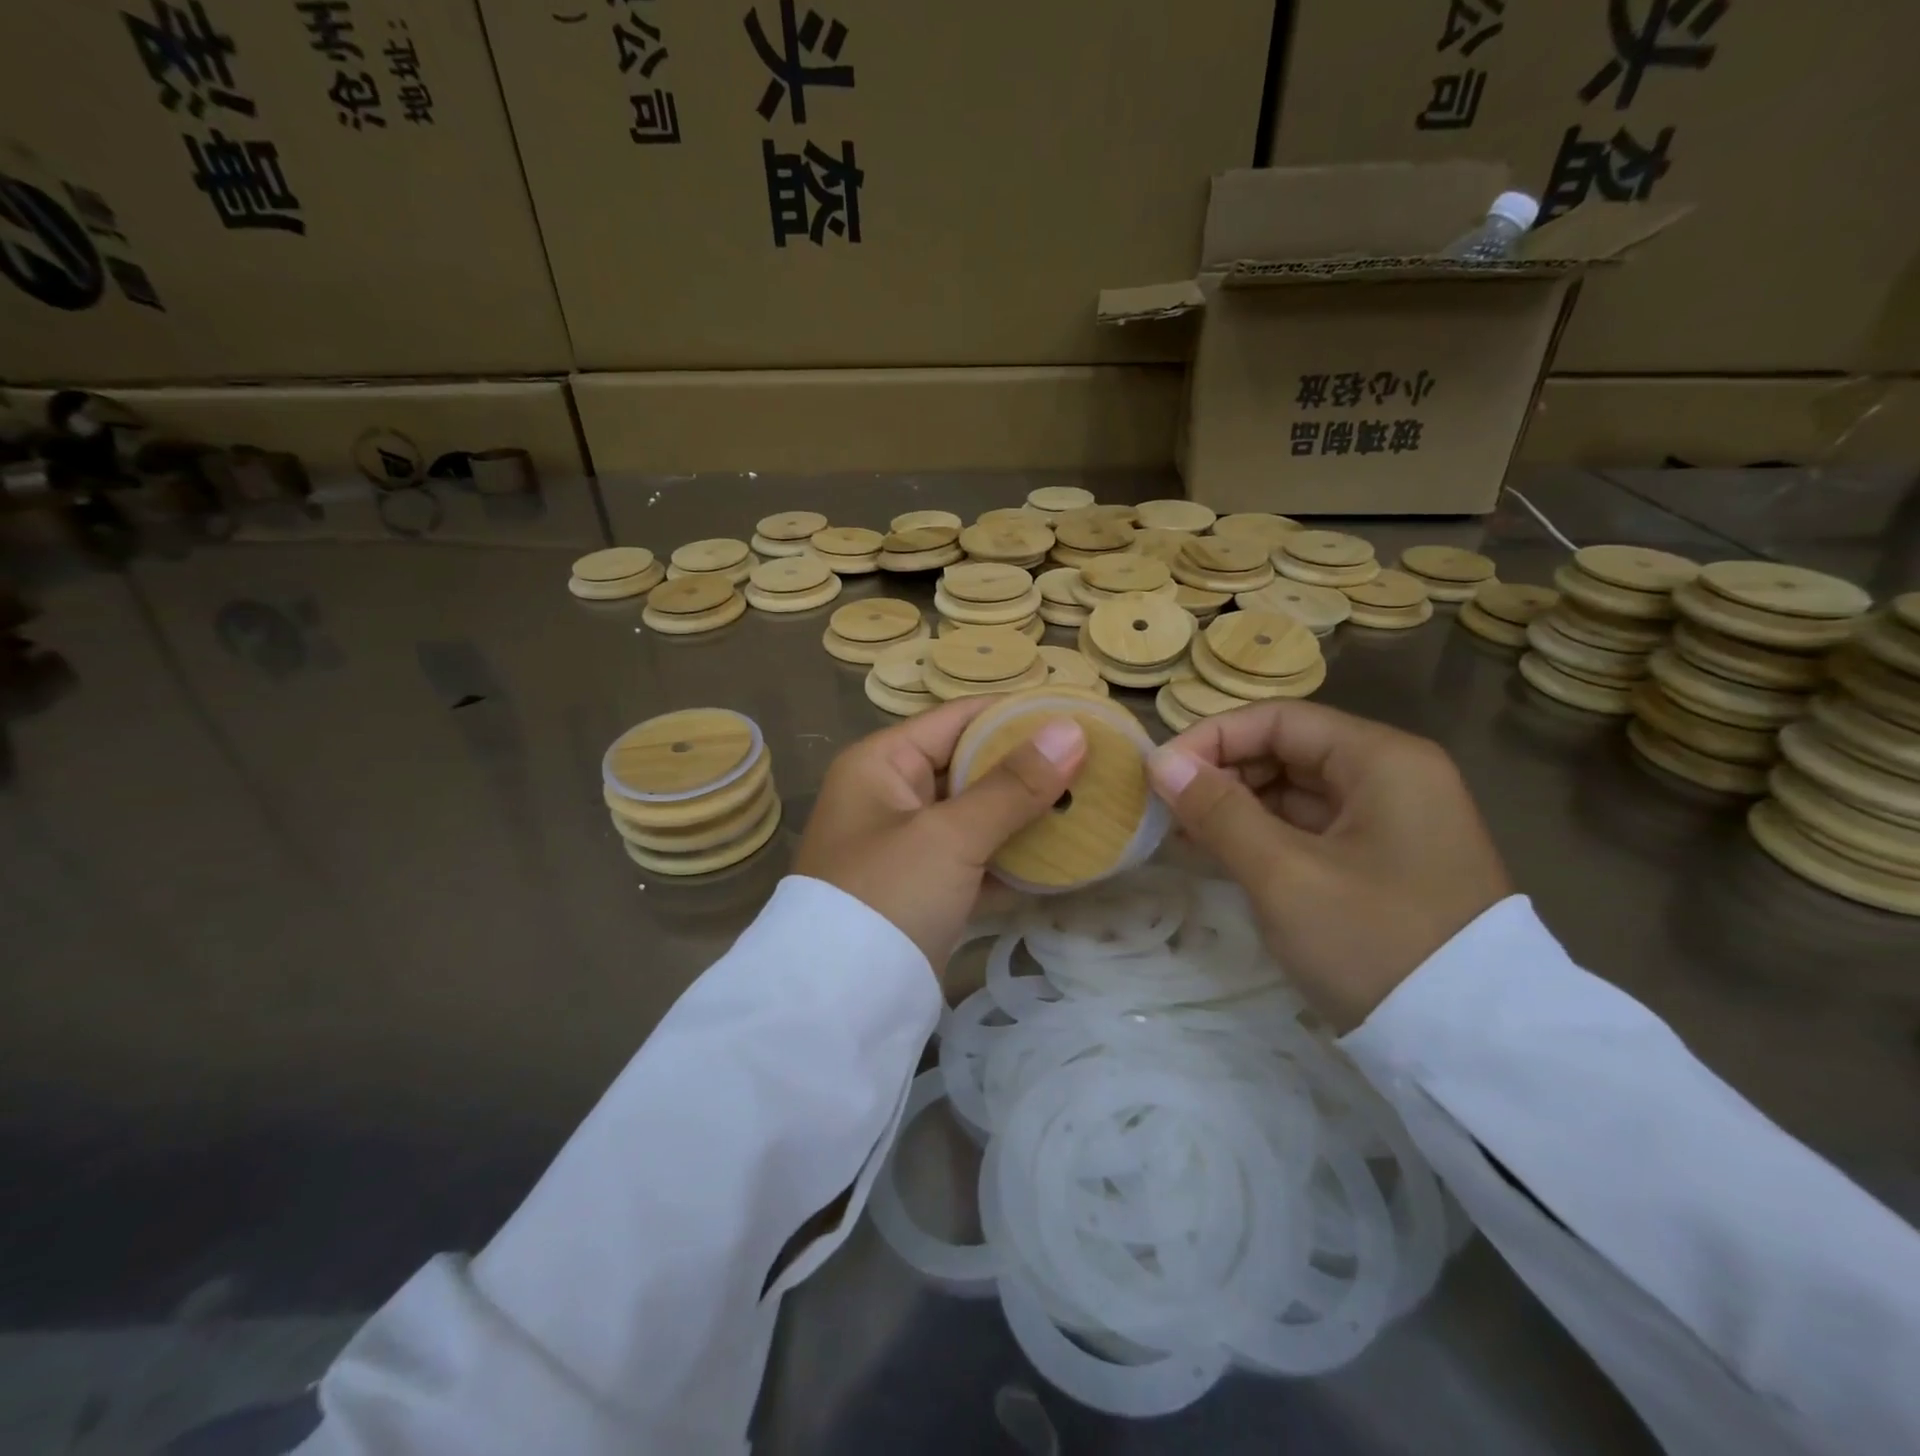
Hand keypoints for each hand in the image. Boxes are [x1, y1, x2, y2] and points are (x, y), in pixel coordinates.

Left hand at [795, 698, 1086, 975]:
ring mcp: (908, 845)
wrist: (839, 1005)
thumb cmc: (887, 895)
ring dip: (1026, 816)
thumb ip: (1013, 785)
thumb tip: (1072, 730)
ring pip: (977, 816)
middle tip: (1094, 763)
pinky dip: (1012, 860)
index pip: (958, 719)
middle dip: (1028, 768)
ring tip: (1090, 805)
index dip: (1016, 715)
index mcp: (881, 763)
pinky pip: (976, 860)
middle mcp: (890, 795)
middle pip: (970, 767)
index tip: (1076, 714)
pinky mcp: (924, 889)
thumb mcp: (950, 835)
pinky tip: (1064, 859)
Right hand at [1147, 701, 1510, 1032]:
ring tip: (1180, 834)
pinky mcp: (1380, 862)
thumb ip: (1218, 811)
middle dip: (1221, 775)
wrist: (1474, 1051)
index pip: (1278, 720)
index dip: (1211, 739)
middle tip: (1165, 810)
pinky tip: (1217, 854)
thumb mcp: (1284, 876)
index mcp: (1382, 759)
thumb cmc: (1375, 943)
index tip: (1158, 775)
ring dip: (1235, 808)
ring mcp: (1389, 821)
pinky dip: (1262, 837)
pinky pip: (1308, 829)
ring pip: (1293, 792)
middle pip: (1286, 751)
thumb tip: (1159, 761)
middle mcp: (1391, 776)